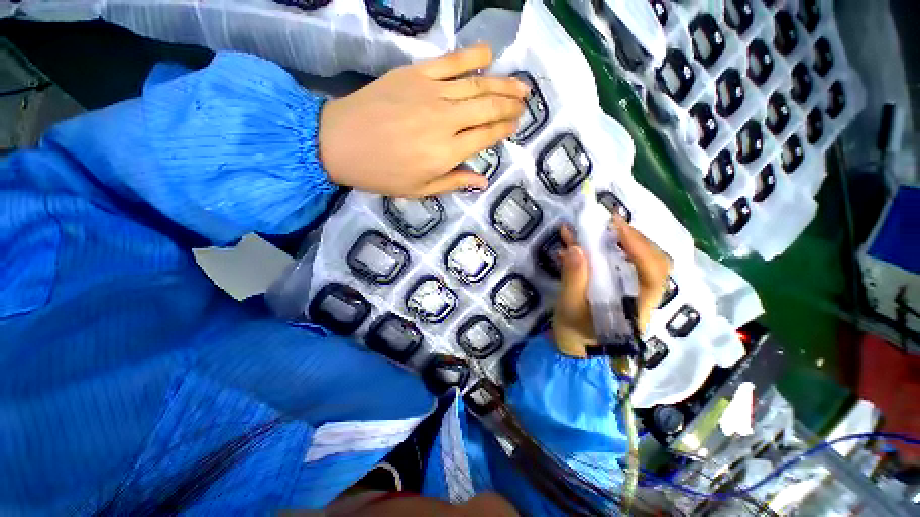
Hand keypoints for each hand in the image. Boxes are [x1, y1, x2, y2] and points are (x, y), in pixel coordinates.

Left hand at [319, 45, 528, 196]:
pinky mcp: (416, 73)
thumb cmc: (382, 173)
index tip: (515, 126)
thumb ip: (454, 182)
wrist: (340, 142)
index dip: (503, 130)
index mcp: (447, 152)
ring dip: (503, 83)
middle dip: (510, 106)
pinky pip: (451, 61)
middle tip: (524, 105)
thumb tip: (483, 181)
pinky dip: (473, 56)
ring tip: (521, 85)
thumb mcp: (420, 189)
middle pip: (487, 108)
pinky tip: (489, 54)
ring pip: (477, 85)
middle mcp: (446, 121)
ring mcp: (431, 92)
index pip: (486, 137)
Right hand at [552, 217, 671, 357]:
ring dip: (622, 241)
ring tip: (600, 227)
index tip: (616, 226)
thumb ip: (573, 279)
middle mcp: (641, 298)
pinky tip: (585, 242)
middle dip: (634, 239)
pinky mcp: (619, 288)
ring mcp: (632, 292)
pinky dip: (606, 249)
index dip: (639, 247)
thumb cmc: (574, 333)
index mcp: (635, 308)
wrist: (573, 348)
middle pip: (652, 262)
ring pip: (639, 261)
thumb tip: (576, 247)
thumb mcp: (569, 308)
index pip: (651, 273)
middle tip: (610, 222)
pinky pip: (620, 264)